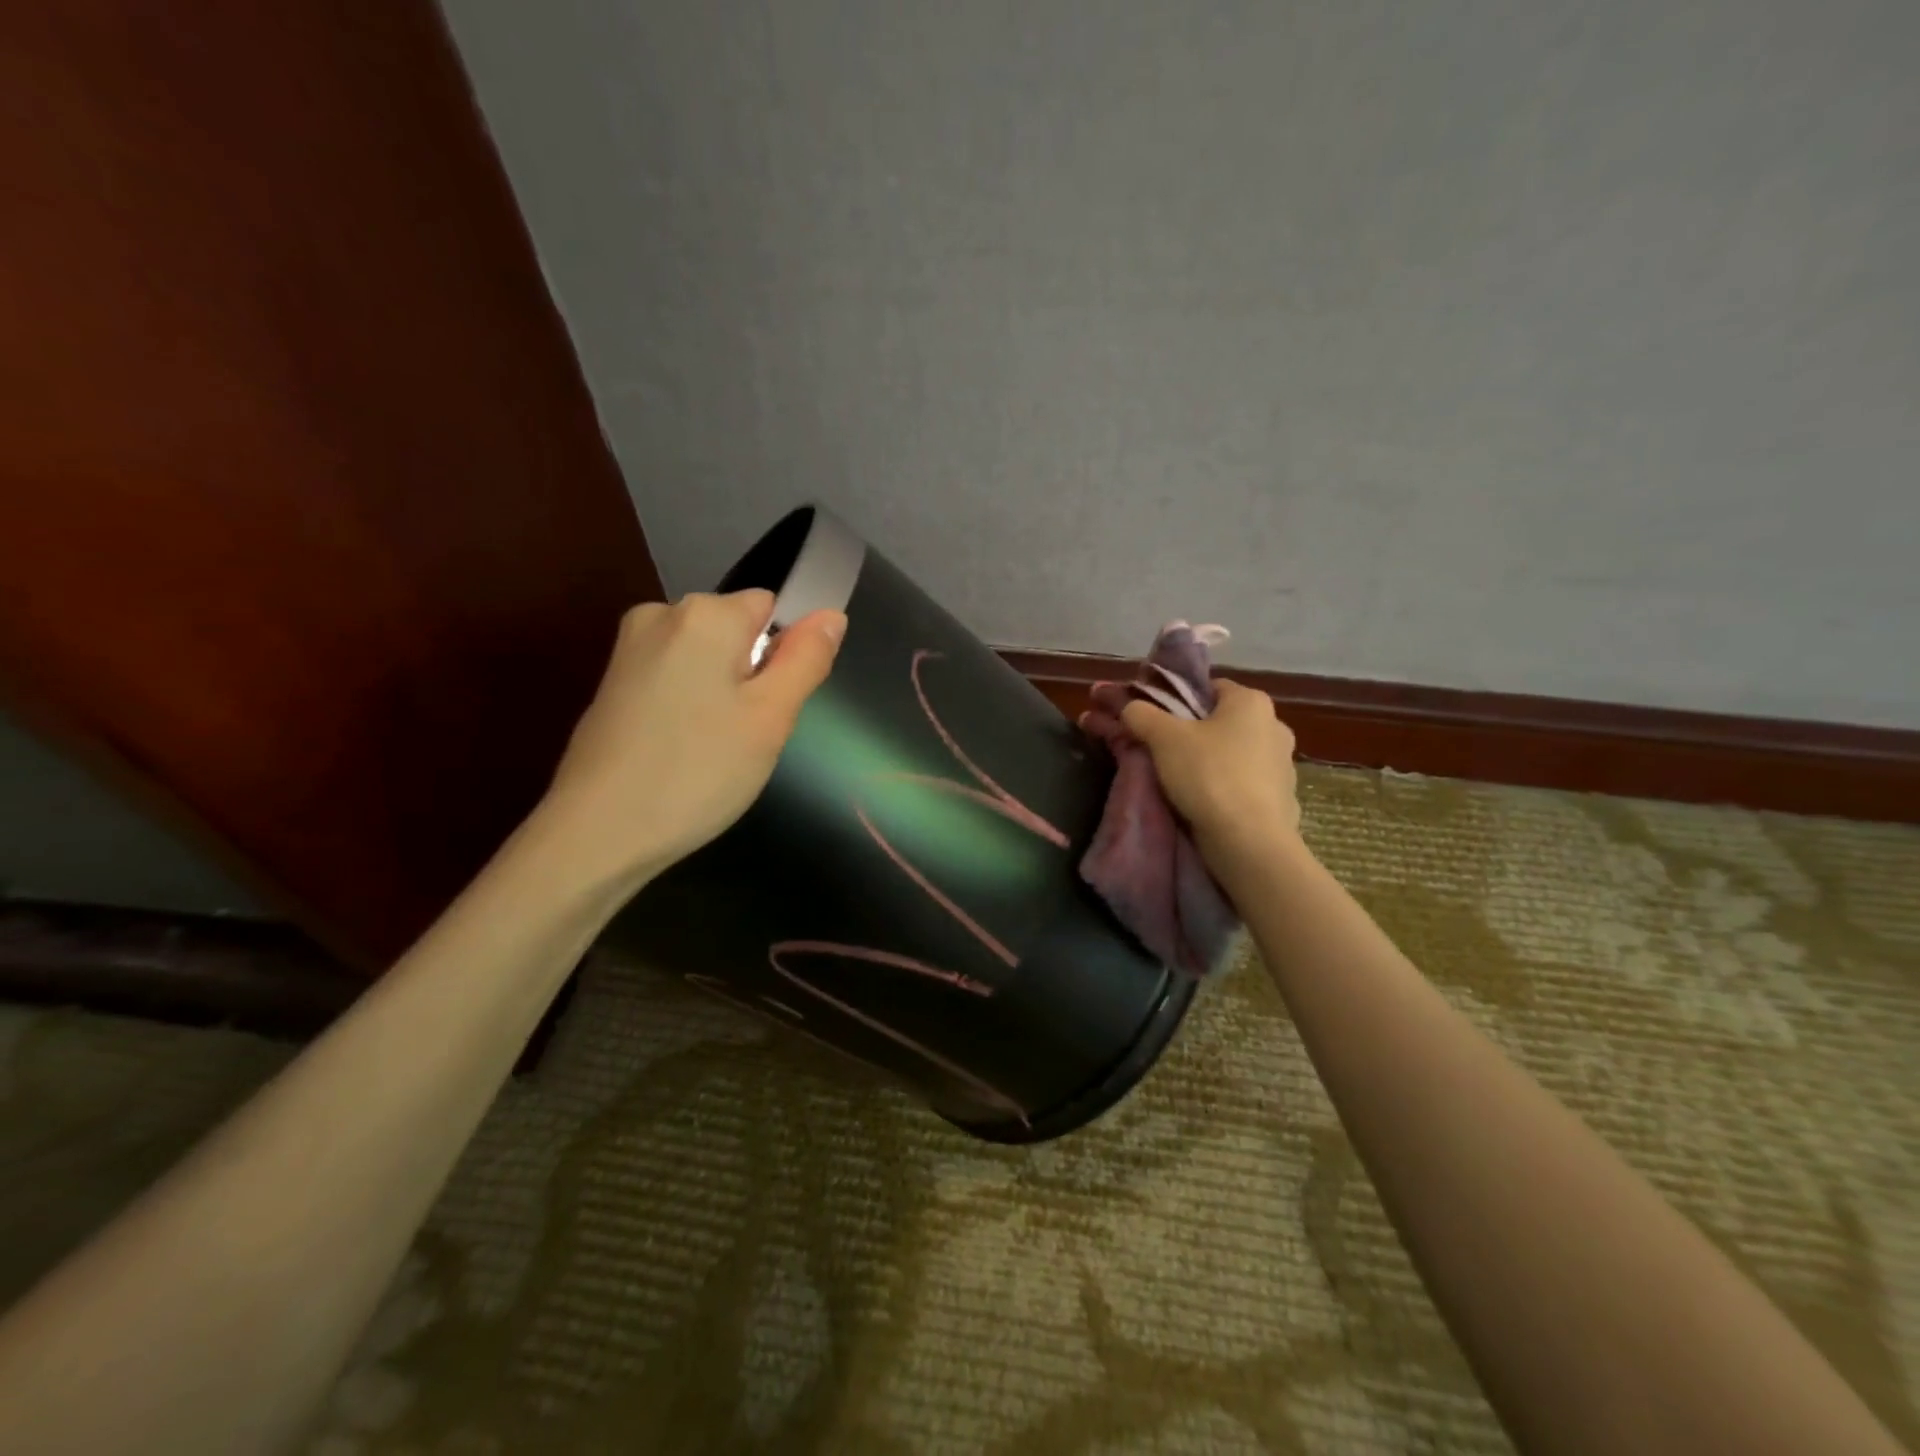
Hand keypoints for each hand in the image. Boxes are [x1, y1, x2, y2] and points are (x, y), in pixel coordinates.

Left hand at [540, 590, 845, 892]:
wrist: (597, 833)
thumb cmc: (698, 771)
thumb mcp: (771, 718)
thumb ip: (806, 659)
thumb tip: (831, 615)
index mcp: (704, 614)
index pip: (772, 608)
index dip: (784, 656)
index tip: (772, 707)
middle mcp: (661, 614)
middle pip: (737, 632)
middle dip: (752, 676)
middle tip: (746, 735)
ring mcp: (630, 649)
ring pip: (706, 659)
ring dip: (722, 695)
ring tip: (713, 748)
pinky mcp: (613, 684)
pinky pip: (674, 679)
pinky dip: (688, 707)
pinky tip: (681, 751)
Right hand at [1118, 680, 1301, 870]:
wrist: (1249, 842)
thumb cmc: (1208, 776)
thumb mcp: (1163, 738)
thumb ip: (1141, 714)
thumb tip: (1128, 705)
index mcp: (1252, 702)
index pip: (1208, 688)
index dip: (1177, 701)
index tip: (1154, 720)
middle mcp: (1275, 726)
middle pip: (1219, 722)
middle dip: (1190, 734)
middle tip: (1159, 751)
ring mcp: (1283, 765)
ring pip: (1232, 754)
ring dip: (1208, 762)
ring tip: (1177, 781)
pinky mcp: (1282, 799)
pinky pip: (1244, 785)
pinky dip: (1224, 789)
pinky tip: (1203, 803)